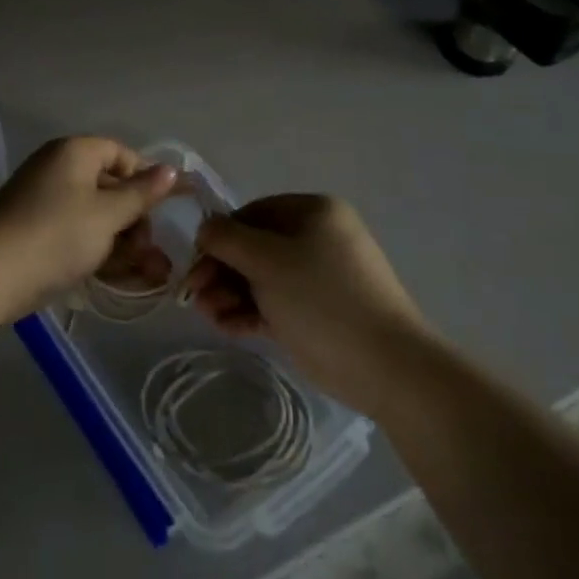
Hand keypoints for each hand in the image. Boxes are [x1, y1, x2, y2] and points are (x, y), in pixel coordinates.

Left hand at [0, 137, 178, 323]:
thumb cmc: (57, 234)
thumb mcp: (108, 214)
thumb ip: (141, 194)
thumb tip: (171, 170)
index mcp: (74, 153)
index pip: (120, 153)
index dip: (145, 177)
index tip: (165, 208)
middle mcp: (57, 170)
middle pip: (109, 187)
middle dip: (136, 221)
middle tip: (152, 251)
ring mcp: (43, 203)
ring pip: (95, 217)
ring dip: (123, 244)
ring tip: (150, 275)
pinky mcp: (35, 234)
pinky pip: (76, 236)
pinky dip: (98, 253)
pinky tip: (121, 279)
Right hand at [184, 194, 427, 414]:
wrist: (384, 365)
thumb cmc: (321, 298)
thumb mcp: (267, 260)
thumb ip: (227, 239)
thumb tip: (204, 229)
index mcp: (313, 212)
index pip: (252, 214)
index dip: (219, 237)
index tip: (194, 264)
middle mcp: (316, 238)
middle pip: (253, 247)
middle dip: (221, 271)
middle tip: (195, 296)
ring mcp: (317, 277)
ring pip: (261, 278)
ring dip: (230, 294)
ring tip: (211, 316)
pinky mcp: (315, 312)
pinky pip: (274, 303)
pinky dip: (249, 312)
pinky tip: (228, 327)